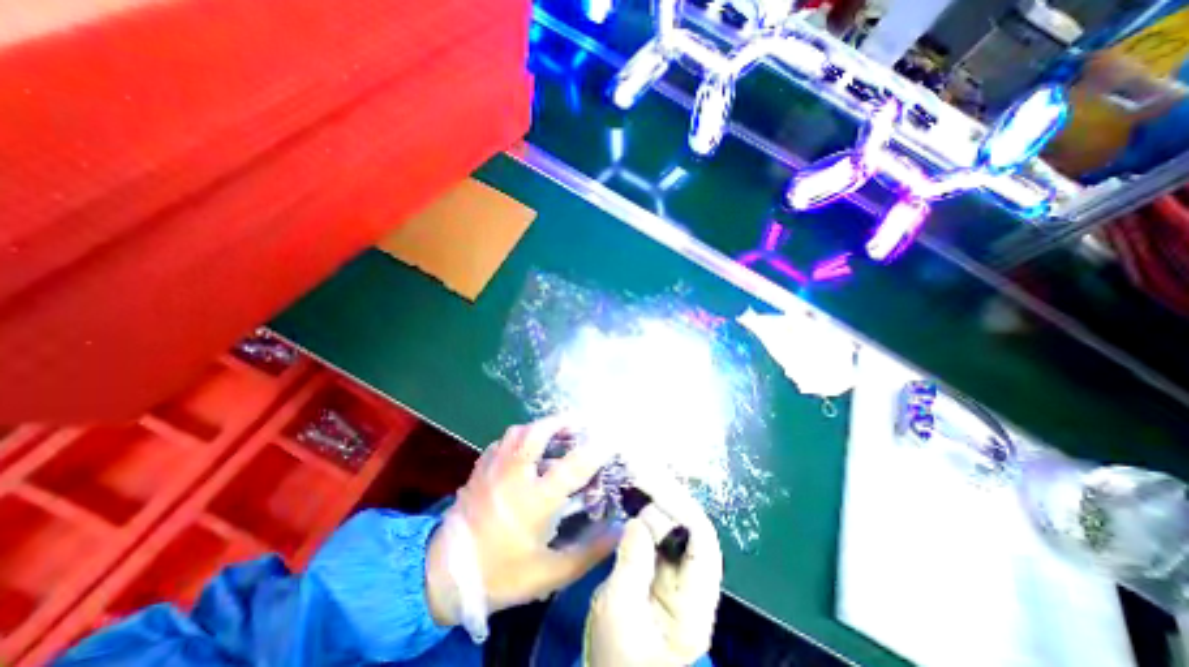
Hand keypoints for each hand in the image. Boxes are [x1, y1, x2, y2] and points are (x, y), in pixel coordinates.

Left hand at [425, 419, 611, 626]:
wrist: (443, 576)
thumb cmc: (501, 574)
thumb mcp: (550, 573)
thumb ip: (588, 551)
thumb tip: (619, 531)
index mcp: (534, 499)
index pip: (572, 466)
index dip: (595, 450)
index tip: (611, 440)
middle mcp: (514, 475)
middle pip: (538, 432)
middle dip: (562, 421)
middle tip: (579, 422)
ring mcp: (493, 468)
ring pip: (518, 431)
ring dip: (540, 427)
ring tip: (555, 432)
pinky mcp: (479, 468)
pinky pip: (503, 441)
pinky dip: (520, 437)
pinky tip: (525, 449)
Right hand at [583, 470, 723, 666]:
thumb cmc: (616, 659)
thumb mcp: (618, 613)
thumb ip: (631, 563)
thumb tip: (639, 520)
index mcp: (695, 603)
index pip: (703, 541)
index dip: (684, 507)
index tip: (657, 483)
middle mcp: (693, 584)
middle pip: (691, 529)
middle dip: (671, 497)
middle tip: (646, 470)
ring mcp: (677, 578)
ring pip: (676, 529)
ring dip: (660, 501)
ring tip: (640, 475)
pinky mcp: (660, 573)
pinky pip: (659, 537)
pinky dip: (647, 515)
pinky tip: (635, 498)